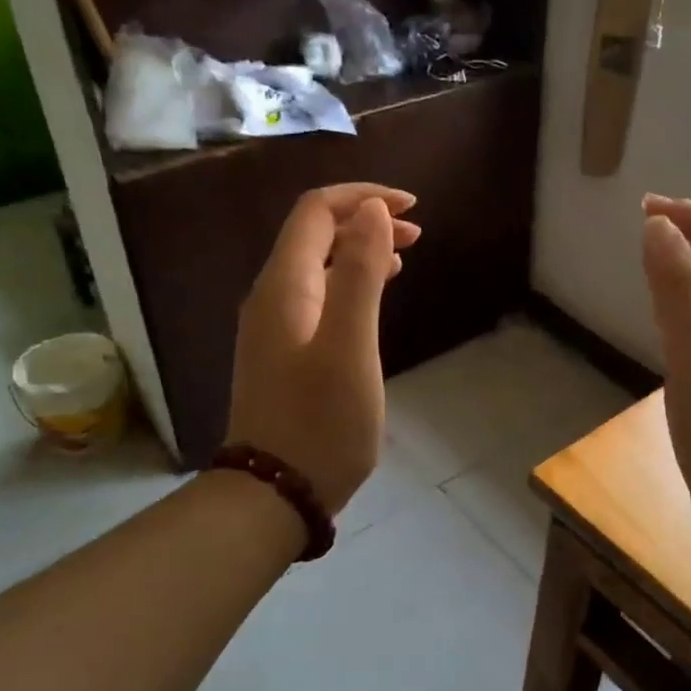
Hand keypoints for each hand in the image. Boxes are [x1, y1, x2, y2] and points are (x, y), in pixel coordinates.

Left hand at [226, 184, 420, 513]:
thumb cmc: (320, 422)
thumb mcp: (350, 346)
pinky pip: (319, 297)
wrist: (275, 492)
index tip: (411, 207)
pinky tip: (375, 296)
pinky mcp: (286, 353)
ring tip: (404, 255)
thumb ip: (359, 274)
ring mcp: (276, 327)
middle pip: (315, 234)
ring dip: (360, 251)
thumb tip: (372, 211)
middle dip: (365, 221)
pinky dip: (351, 283)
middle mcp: (273, 297)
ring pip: (319, 266)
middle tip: (417, 233)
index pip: (316, 212)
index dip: (363, 198)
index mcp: (285, 286)